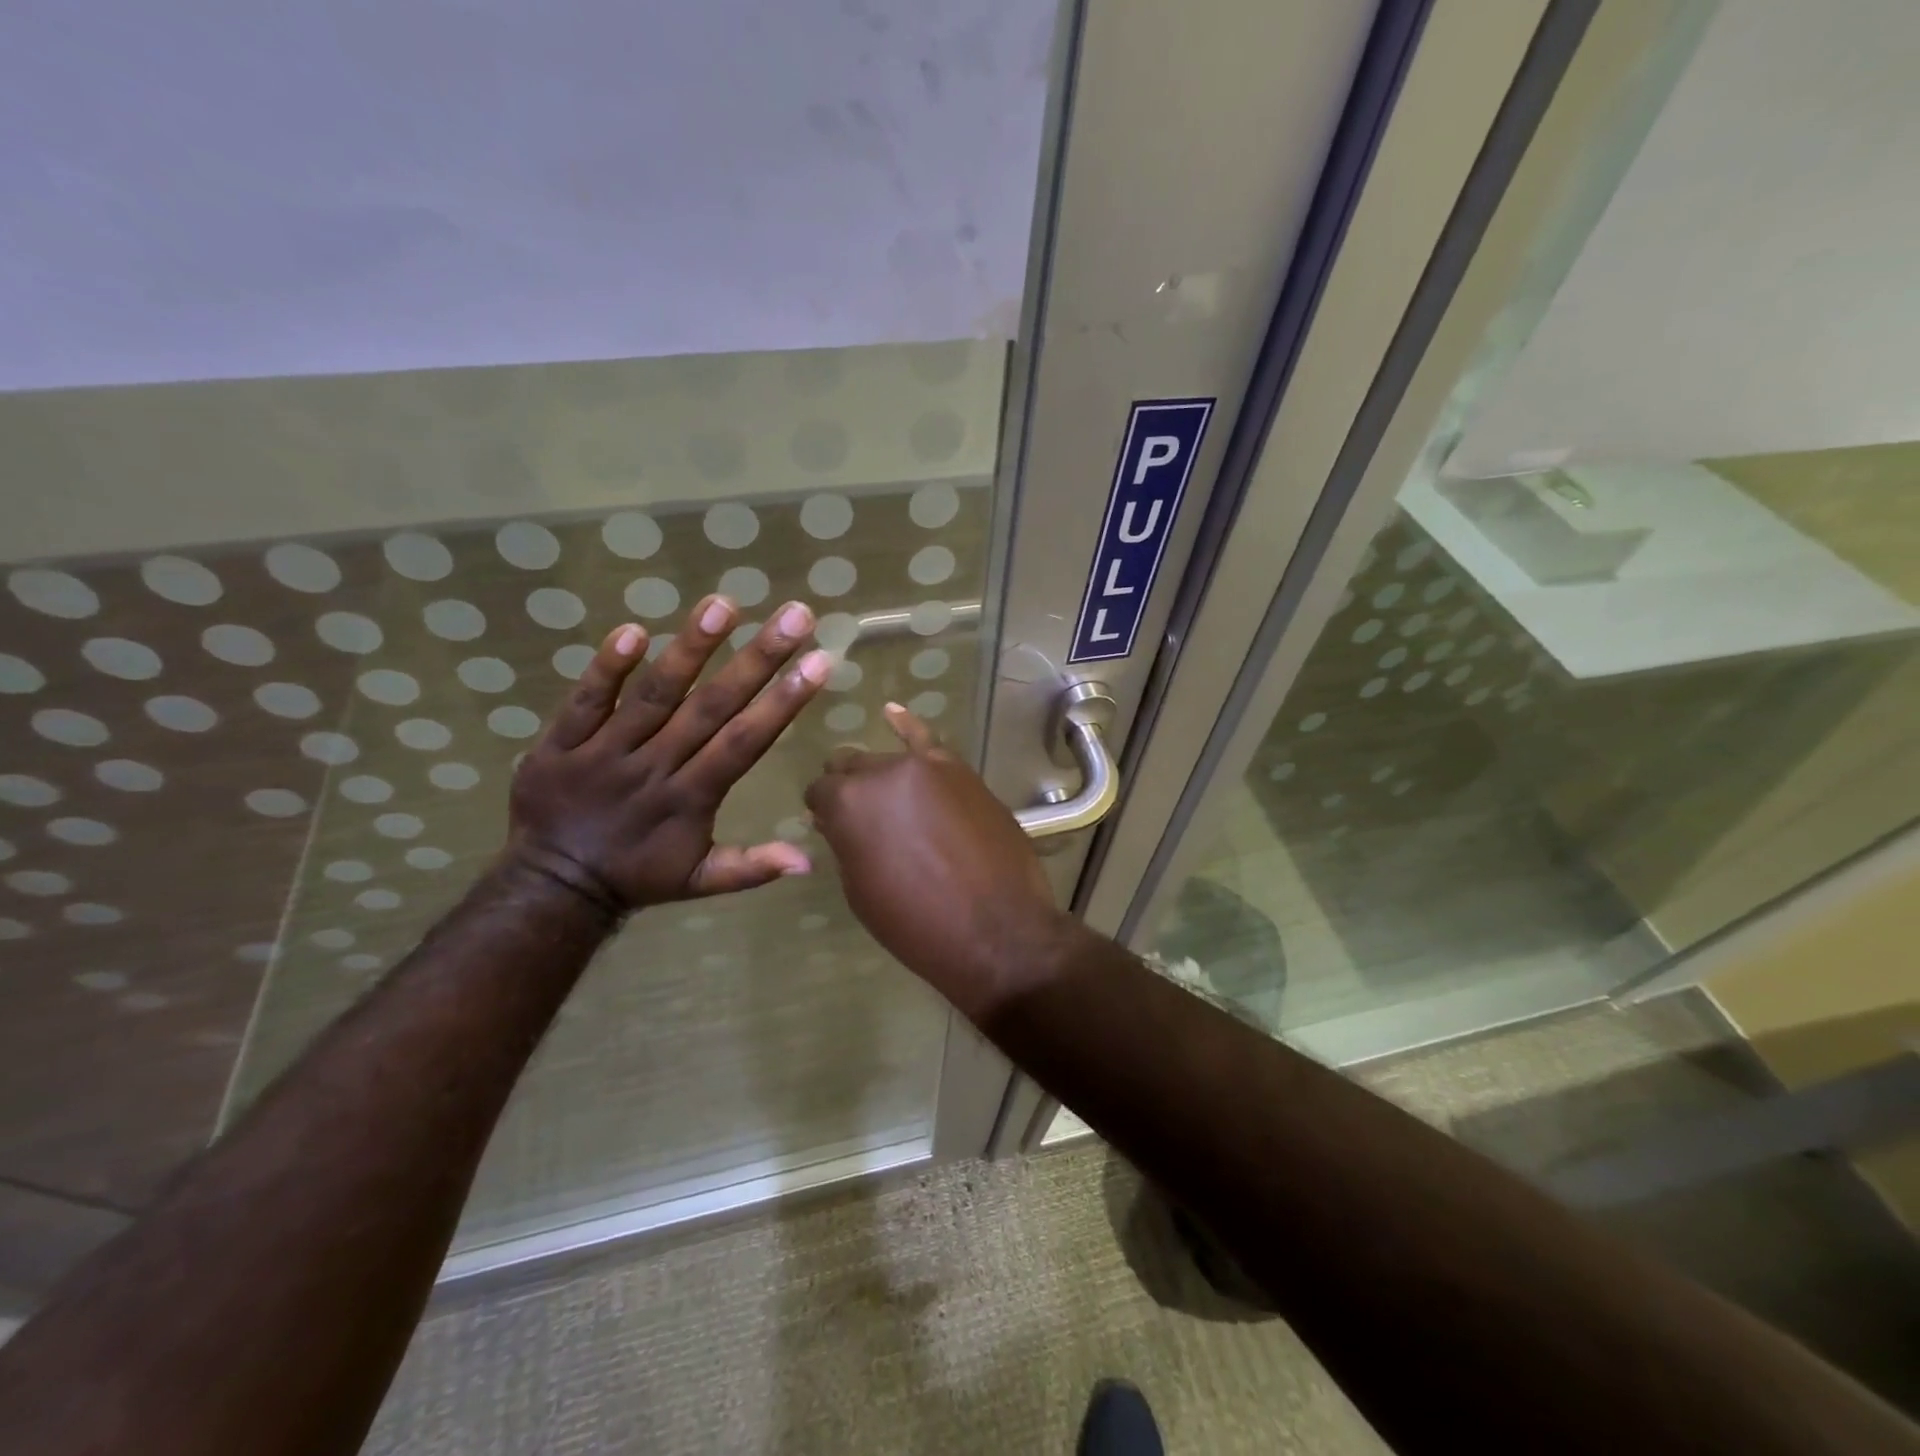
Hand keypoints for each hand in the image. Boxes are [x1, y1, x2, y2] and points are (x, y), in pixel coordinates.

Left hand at [507, 596, 830, 912]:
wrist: (552, 886)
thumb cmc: (639, 876)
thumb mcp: (701, 882)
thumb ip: (752, 867)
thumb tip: (808, 863)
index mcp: (691, 798)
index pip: (743, 742)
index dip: (782, 702)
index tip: (819, 661)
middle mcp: (654, 766)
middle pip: (709, 707)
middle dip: (757, 659)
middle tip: (794, 615)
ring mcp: (604, 751)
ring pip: (653, 695)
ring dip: (689, 649)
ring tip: (724, 604)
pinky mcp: (560, 743)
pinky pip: (584, 701)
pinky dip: (606, 668)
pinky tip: (633, 629)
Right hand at [804, 704, 1070, 1018]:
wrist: (997, 930)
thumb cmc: (916, 924)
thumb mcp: (861, 890)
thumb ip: (845, 843)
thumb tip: (834, 820)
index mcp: (848, 803)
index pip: (820, 791)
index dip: (822, 811)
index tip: (829, 827)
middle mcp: (882, 772)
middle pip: (852, 767)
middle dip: (849, 789)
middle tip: (860, 819)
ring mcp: (926, 766)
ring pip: (887, 759)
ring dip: (880, 777)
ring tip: (883, 796)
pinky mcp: (961, 771)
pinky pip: (928, 740)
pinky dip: (908, 726)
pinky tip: (894, 714)